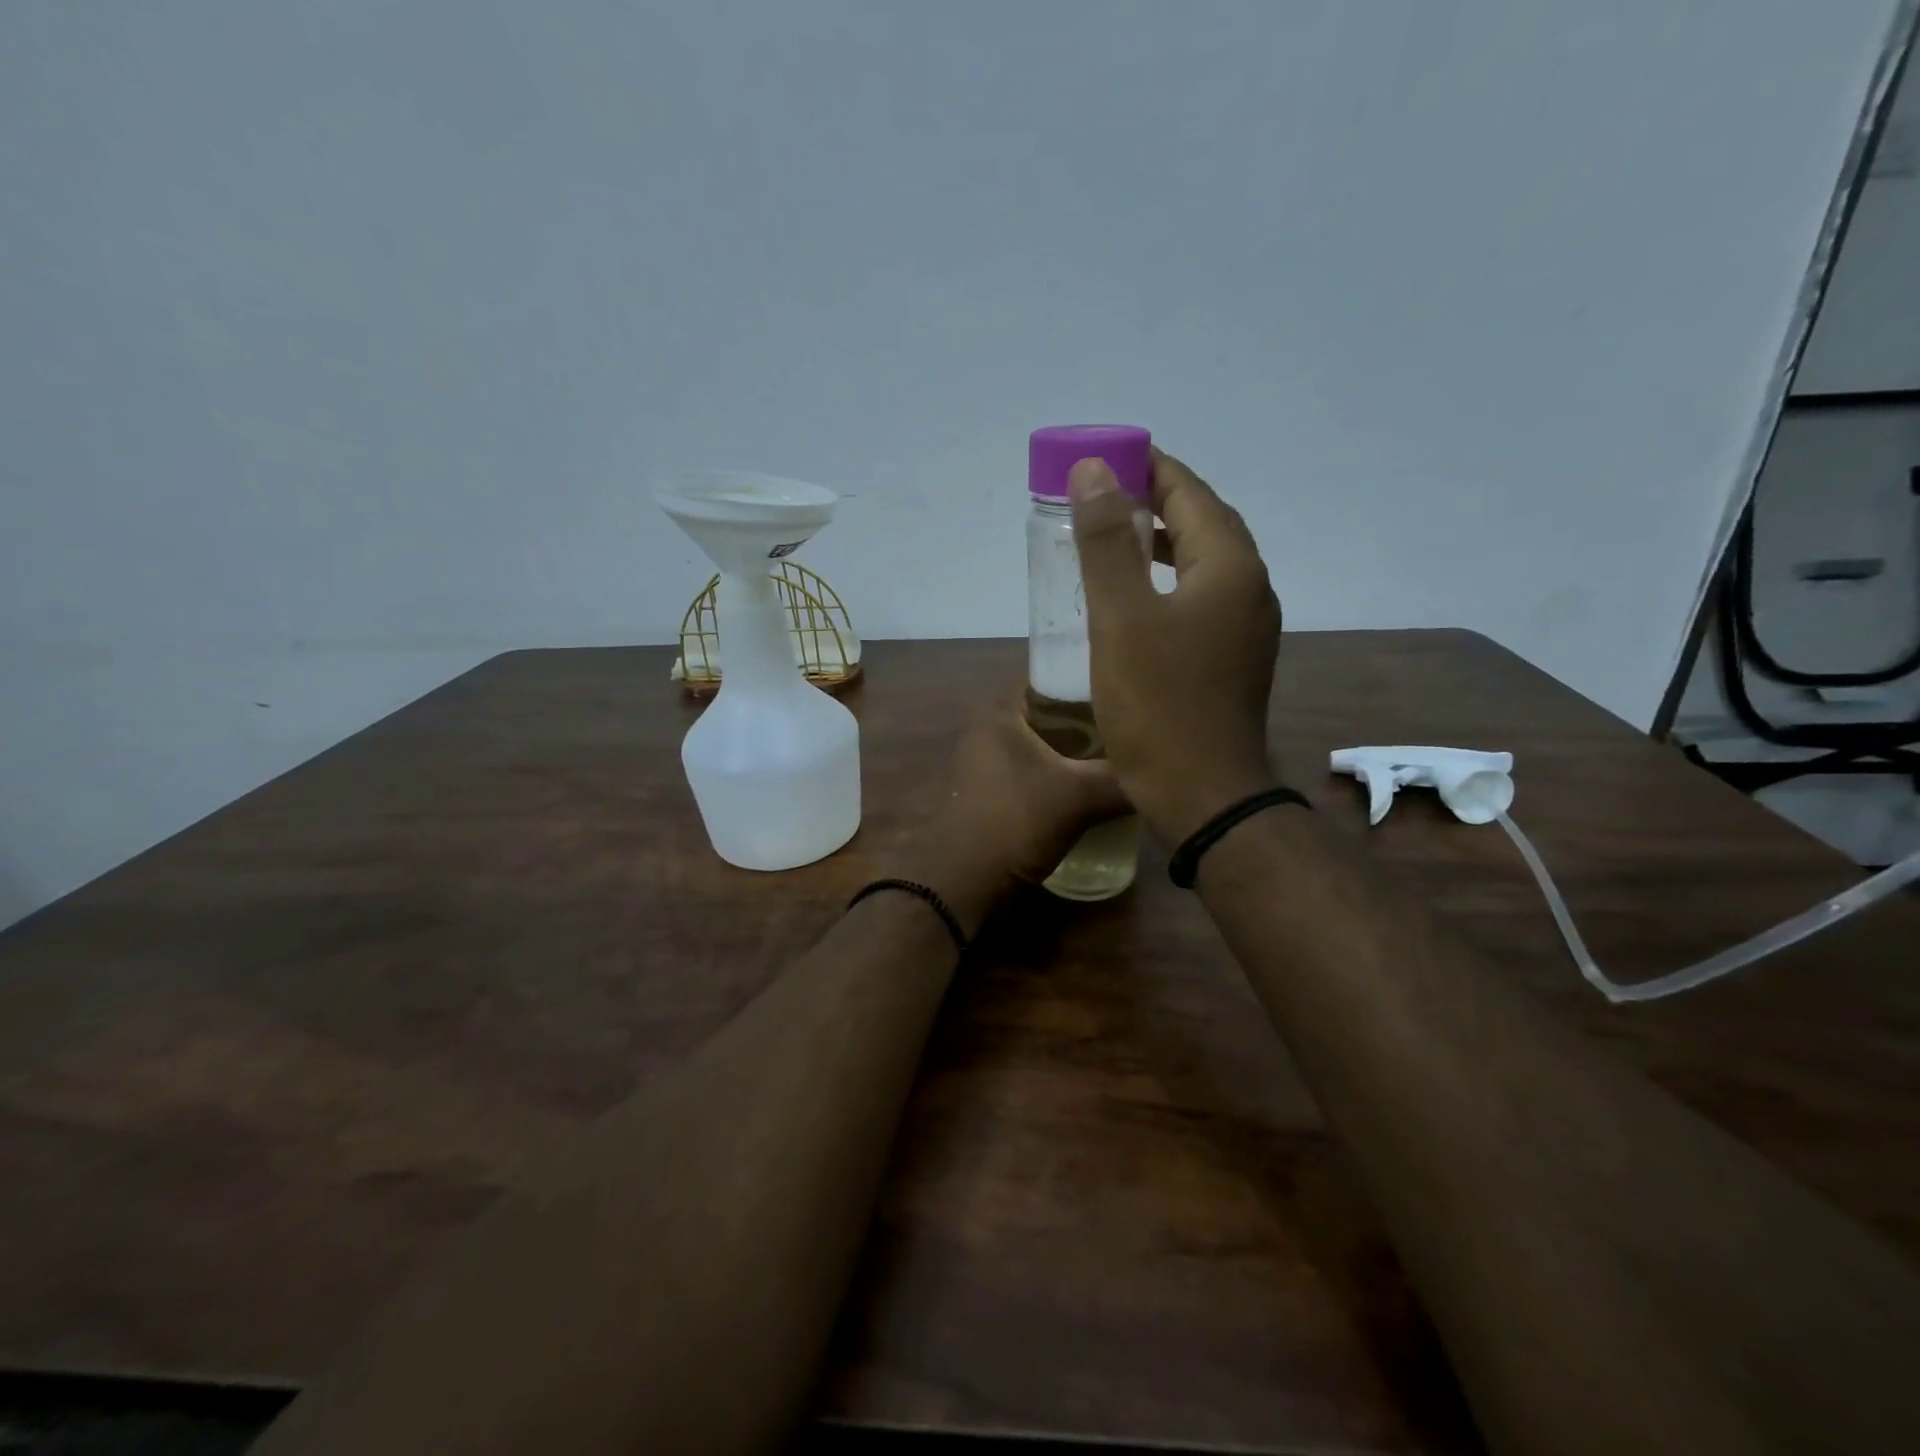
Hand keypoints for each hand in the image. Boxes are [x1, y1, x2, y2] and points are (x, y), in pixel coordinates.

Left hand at [899, 697, 1129, 933]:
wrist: (965, 884)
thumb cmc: (1015, 822)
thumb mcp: (1078, 796)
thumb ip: (1122, 778)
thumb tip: (1166, 771)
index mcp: (1001, 713)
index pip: (1050, 679)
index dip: (1088, 680)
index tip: (1126, 691)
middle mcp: (989, 731)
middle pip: (1049, 714)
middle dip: (1088, 721)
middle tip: (1131, 728)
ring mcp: (987, 765)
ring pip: (1043, 747)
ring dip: (1076, 753)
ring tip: (1120, 757)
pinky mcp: (992, 795)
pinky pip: (1035, 774)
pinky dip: (1061, 777)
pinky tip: (1092, 789)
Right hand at [1069, 448, 1281, 842]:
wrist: (1203, 793)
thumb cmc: (1158, 704)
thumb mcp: (1122, 618)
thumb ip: (1106, 541)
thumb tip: (1094, 471)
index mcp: (1228, 567)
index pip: (1189, 493)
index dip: (1148, 468)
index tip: (1105, 457)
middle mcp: (1248, 588)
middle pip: (1202, 524)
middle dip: (1154, 501)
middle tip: (1102, 494)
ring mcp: (1246, 627)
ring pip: (1201, 564)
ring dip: (1160, 543)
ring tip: (1112, 537)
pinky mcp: (1233, 659)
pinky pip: (1200, 599)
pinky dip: (1166, 582)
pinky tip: (1134, 600)